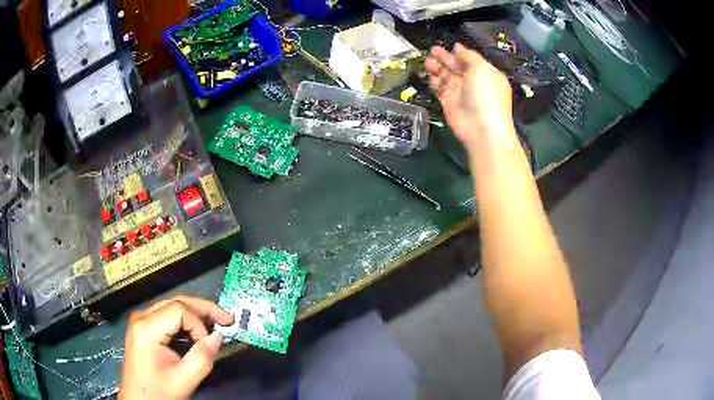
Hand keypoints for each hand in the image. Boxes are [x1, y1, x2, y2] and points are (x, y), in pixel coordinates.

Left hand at [118, 296, 234, 399]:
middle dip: (203, 309)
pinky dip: (185, 321)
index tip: (209, 345)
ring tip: (215, 322)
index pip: (179, 310)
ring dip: (195, 314)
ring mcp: (141, 321)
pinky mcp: (143, 328)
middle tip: (227, 318)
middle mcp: (141, 317)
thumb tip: (219, 336)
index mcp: (147, 327)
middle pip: (176, 302)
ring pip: (172, 306)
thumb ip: (202, 358)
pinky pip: (166, 315)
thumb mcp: (183, 380)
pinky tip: (196, 329)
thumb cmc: (158, 392)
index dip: (199, 324)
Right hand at [425, 43, 514, 149]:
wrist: (481, 128)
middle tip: (432, 50)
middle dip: (445, 58)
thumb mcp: (482, 68)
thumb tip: (458, 47)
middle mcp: (473, 83)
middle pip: (456, 67)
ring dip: (437, 68)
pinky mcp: (449, 103)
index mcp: (485, 74)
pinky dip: (435, 82)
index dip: (459, 53)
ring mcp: (461, 93)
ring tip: (427, 61)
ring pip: (446, 77)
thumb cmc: (486, 95)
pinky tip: (429, 75)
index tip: (448, 45)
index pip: (470, 60)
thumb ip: (469, 56)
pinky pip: (440, 89)